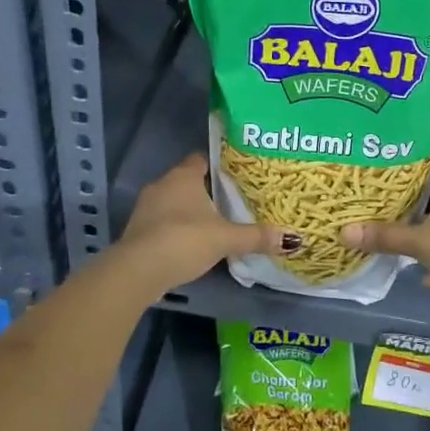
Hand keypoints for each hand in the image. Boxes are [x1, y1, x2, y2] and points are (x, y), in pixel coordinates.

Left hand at [112, 153, 294, 296]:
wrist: (137, 270)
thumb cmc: (184, 240)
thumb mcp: (225, 238)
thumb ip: (256, 236)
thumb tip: (292, 238)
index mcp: (183, 176)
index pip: (201, 160)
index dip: (218, 165)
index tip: (236, 174)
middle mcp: (162, 185)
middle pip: (187, 181)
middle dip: (206, 191)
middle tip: (231, 202)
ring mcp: (145, 208)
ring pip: (173, 203)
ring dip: (189, 212)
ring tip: (213, 224)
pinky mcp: (137, 231)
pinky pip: (162, 223)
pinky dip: (175, 229)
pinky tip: (190, 244)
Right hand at [340, 170, 429, 325]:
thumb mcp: (419, 241)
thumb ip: (383, 236)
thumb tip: (343, 232)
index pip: (428, 165)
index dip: (405, 167)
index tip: (381, 170)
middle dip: (409, 202)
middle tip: (379, 203)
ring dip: (424, 230)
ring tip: (395, 234)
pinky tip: (422, 274)